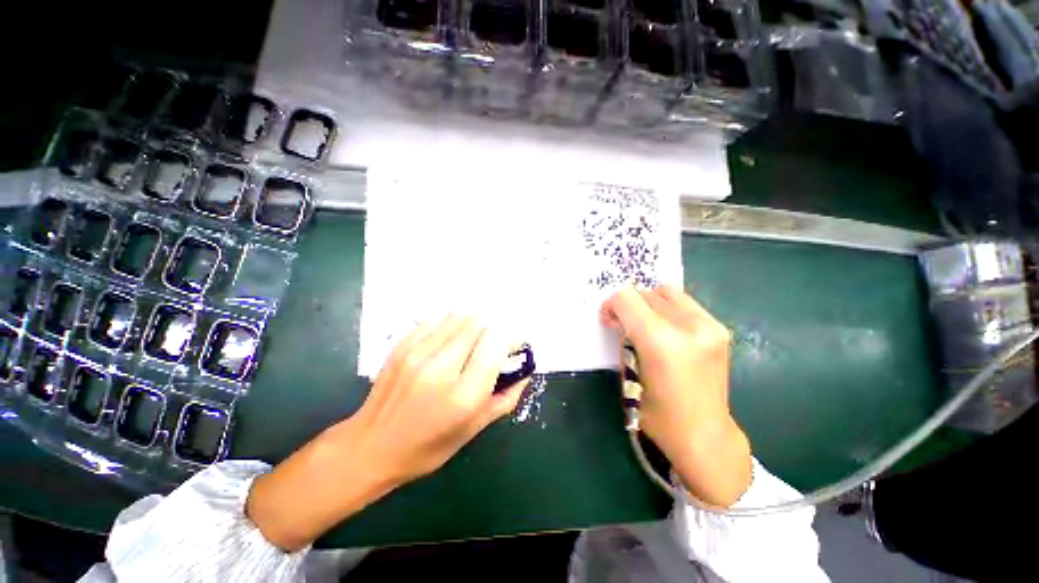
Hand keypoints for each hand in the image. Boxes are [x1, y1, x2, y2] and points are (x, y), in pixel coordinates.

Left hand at [247, 316, 527, 550]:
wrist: (370, 446)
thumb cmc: (428, 446)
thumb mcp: (474, 429)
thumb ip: (506, 397)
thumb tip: (524, 370)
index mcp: (463, 395)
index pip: (496, 342)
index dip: (510, 338)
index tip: (512, 346)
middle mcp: (441, 368)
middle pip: (479, 323)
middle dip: (492, 329)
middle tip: (491, 345)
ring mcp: (418, 352)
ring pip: (459, 316)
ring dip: (473, 324)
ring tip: (470, 342)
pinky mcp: (402, 345)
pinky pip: (437, 319)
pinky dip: (451, 324)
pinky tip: (449, 340)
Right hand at [601, 285, 751, 506]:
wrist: (706, 436)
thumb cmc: (659, 415)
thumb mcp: (628, 375)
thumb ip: (624, 340)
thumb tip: (621, 318)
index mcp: (661, 342)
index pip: (626, 298)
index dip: (611, 304)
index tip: (609, 320)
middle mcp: (688, 327)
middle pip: (645, 293)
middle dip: (629, 306)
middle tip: (624, 326)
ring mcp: (709, 326)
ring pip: (665, 292)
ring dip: (649, 304)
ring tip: (647, 326)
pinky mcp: (719, 328)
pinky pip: (684, 302)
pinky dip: (668, 308)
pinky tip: (667, 330)